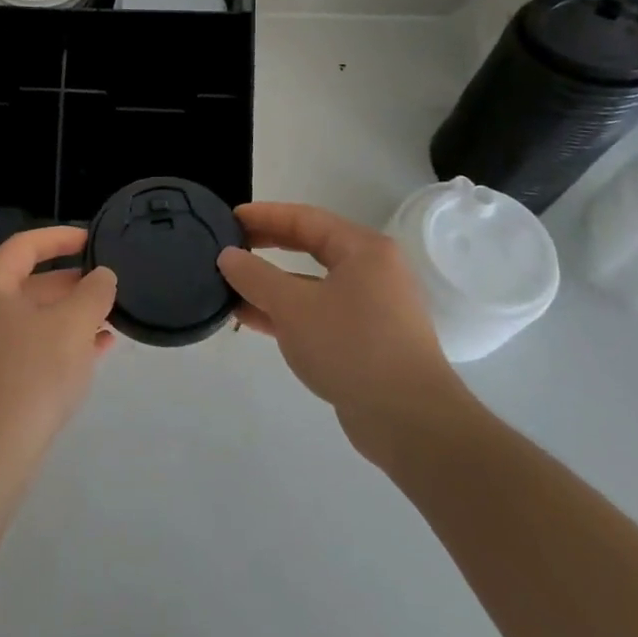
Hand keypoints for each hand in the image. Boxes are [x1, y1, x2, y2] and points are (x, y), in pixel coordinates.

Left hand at [0, 227, 117, 461]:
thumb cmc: (30, 372)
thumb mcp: (72, 325)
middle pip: (29, 282)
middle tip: (108, 284)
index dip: (61, 238)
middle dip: (72, 283)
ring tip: (111, 318)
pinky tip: (97, 349)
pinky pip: (30, 347)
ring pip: (33, 318)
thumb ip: (93, 292)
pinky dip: (61, 342)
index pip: (25, 245)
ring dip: (71, 315)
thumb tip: (102, 276)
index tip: (93, 239)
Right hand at [217, 203, 473, 464]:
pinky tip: (252, 319)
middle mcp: (372, 272)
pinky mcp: (366, 341)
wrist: (409, 421)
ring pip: (312, 284)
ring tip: (230, 285)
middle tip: (229, 246)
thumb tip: (227, 256)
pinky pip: (318, 313)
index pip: (305, 219)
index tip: (229, 218)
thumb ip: (256, 276)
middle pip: (310, 247)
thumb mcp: (293, 307)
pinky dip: (286, 312)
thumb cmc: (352, 347)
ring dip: (271, 284)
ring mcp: (371, 308)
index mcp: (363, 250)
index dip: (264, 215)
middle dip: (267, 246)